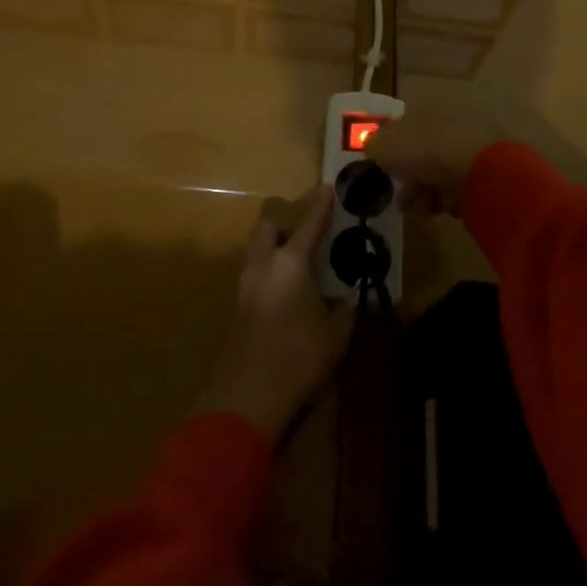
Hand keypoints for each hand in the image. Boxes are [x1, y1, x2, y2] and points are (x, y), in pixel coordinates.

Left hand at [194, 189, 354, 440]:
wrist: (246, 398)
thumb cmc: (298, 358)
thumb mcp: (336, 335)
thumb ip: (345, 311)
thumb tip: (351, 297)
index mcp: (291, 263)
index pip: (309, 225)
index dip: (320, 206)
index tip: (327, 187)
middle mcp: (264, 265)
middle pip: (268, 228)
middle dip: (284, 223)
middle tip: (304, 234)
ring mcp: (244, 286)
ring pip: (256, 251)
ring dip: (273, 248)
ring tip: (296, 264)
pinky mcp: (235, 309)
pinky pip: (252, 275)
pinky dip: (267, 273)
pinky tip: (283, 293)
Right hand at [363, 104, 507, 217]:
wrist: (475, 168)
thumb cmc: (423, 150)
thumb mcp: (384, 145)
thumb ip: (373, 144)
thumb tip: (372, 146)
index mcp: (426, 112)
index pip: (404, 131)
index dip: (392, 154)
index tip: (385, 175)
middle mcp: (448, 125)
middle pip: (422, 157)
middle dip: (410, 183)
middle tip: (405, 201)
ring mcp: (469, 147)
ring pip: (440, 175)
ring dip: (427, 194)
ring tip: (425, 207)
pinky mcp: (486, 171)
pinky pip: (460, 187)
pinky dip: (451, 198)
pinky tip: (449, 203)